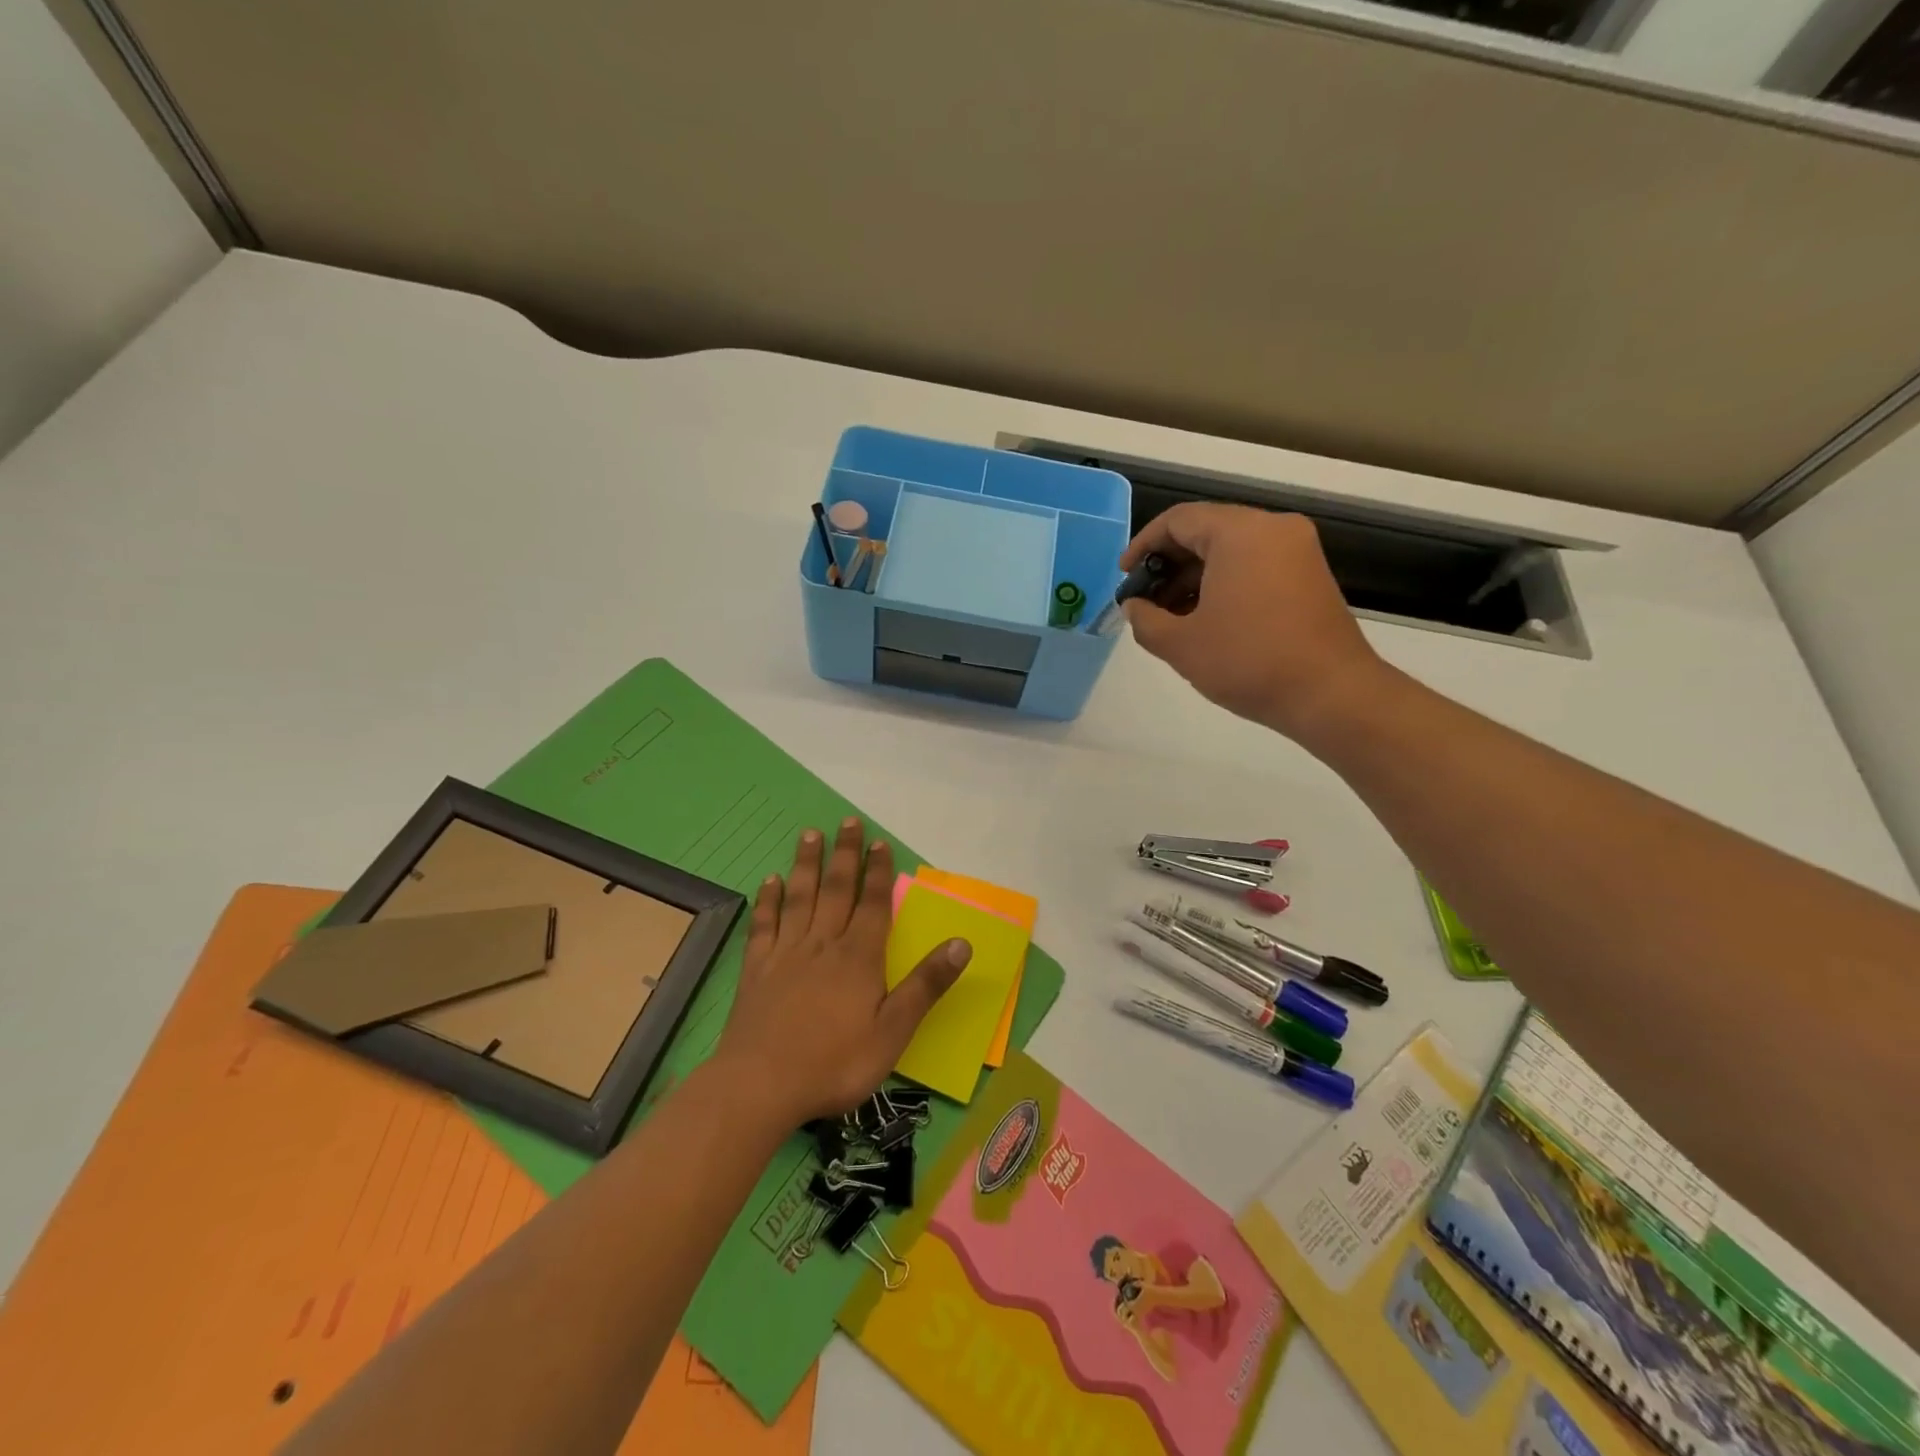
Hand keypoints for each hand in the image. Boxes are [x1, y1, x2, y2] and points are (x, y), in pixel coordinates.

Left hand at [713, 817, 968, 1126]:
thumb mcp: (894, 1031)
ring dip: (807, 865)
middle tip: (847, 821)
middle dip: (845, 854)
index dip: (878, 872)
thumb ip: (926, 985)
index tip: (879, 841)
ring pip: (800, 897)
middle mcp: (823, 944)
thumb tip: (962, 943)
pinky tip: (770, 881)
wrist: (761, 1086)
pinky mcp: (756, 969)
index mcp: (858, 957)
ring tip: (810, 835)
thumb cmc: (835, 1062)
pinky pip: (764, 925)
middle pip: (837, 889)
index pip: (873, 904)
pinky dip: (768, 900)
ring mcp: (786, 953)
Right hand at [1121, 505, 1384, 741]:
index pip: (1178, 520)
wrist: (1330, 694)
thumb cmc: (1248, 662)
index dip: (1143, 546)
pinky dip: (1224, 583)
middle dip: (1168, 565)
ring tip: (1171, 617)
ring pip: (1231, 550)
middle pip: (1206, 531)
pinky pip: (1255, 565)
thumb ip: (1144, 619)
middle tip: (1144, 600)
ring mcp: (1297, 551)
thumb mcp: (1180, 645)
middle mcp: (1273, 529)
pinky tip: (1206, 620)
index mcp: (1240, 533)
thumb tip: (1134, 606)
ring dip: (1195, 577)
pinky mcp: (1309, 576)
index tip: (1125, 578)